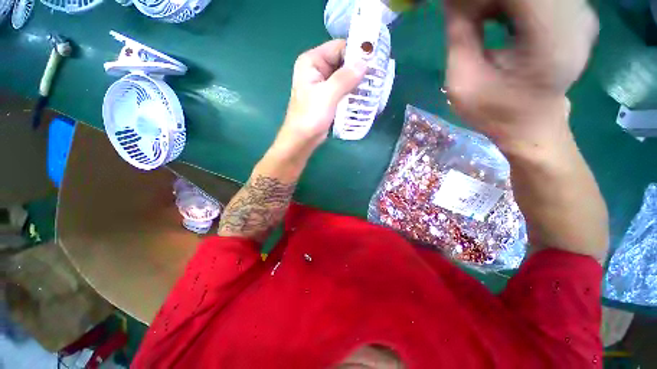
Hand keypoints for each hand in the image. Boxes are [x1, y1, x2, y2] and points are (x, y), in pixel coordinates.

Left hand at [276, 40, 366, 153]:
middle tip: (377, 75)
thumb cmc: (310, 116)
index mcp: (312, 61)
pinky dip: (352, 91)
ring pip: (344, 76)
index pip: (338, 48)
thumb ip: (345, 78)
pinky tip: (363, 96)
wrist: (302, 139)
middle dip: (359, 69)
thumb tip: (365, 63)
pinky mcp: (327, 97)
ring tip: (374, 85)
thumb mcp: (327, 95)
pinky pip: (342, 89)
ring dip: (357, 81)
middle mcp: (317, 69)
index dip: (356, 52)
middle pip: (342, 61)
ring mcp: (322, 84)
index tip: (375, 60)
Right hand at [444, 0, 598, 151]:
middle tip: (466, 15)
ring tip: (480, 18)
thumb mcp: (463, 83)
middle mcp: (574, 17)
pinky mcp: (574, 15)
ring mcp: (578, 14)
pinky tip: (498, 15)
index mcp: (548, 38)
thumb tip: (452, 0)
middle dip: (486, 0)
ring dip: (497, 2)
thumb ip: (459, 36)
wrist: (532, 127)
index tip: (458, 9)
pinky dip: (511, 3)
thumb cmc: (496, 113)